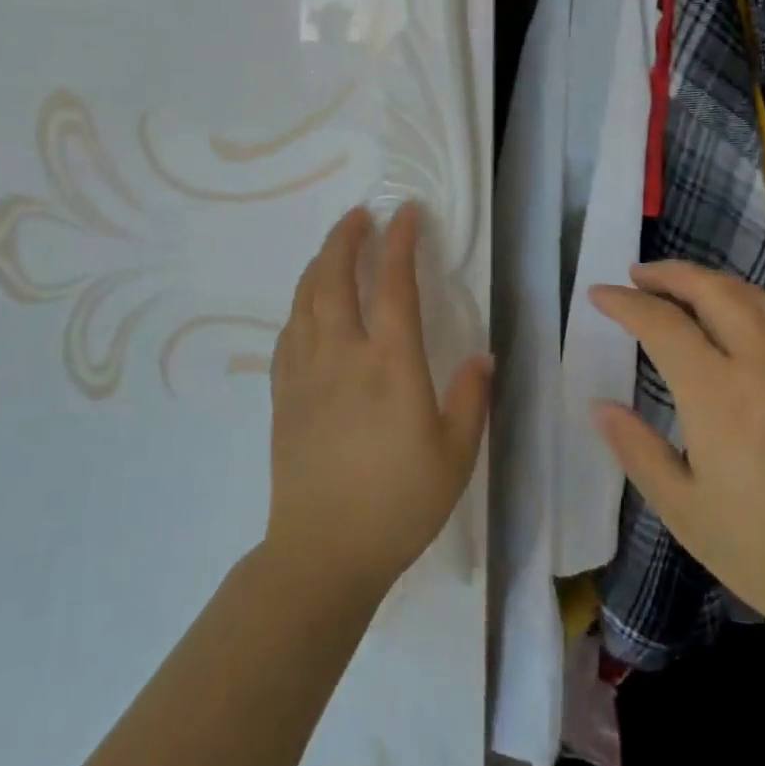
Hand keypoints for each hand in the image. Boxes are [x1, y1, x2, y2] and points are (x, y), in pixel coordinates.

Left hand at [263, 204, 492, 601]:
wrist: (323, 552)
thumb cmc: (398, 504)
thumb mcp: (456, 456)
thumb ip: (470, 399)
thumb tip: (481, 356)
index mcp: (390, 365)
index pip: (395, 285)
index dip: (401, 242)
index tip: (406, 213)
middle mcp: (343, 354)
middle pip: (336, 277)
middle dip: (346, 237)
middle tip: (359, 215)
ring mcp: (306, 371)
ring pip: (306, 298)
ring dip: (320, 262)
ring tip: (334, 246)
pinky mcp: (283, 393)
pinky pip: (288, 332)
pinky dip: (300, 304)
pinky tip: (308, 305)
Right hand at [590, 262, 764, 661]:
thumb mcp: (685, 512)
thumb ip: (638, 451)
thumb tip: (601, 406)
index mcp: (717, 393)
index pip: (661, 323)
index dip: (624, 302)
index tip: (598, 295)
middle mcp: (760, 364)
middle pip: (711, 290)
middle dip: (669, 274)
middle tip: (637, 276)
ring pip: (751, 296)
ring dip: (709, 280)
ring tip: (682, 286)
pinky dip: (745, 300)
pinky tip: (735, 320)